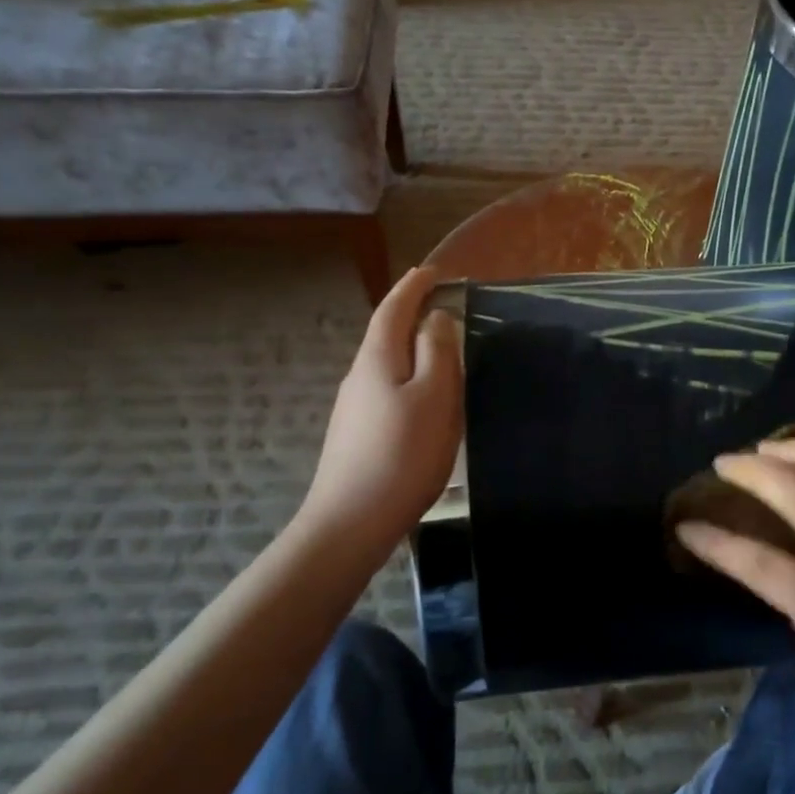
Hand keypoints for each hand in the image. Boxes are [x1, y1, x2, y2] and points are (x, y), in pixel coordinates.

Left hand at [298, 266, 461, 557]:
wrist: (352, 521)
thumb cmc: (403, 454)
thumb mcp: (434, 397)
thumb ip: (437, 352)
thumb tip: (435, 317)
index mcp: (378, 359)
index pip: (393, 309)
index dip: (413, 287)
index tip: (432, 272)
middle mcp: (359, 376)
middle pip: (386, 334)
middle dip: (411, 314)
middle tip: (442, 306)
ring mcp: (354, 407)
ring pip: (386, 364)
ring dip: (411, 349)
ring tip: (439, 351)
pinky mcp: (357, 435)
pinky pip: (386, 390)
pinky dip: (407, 378)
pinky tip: (422, 400)